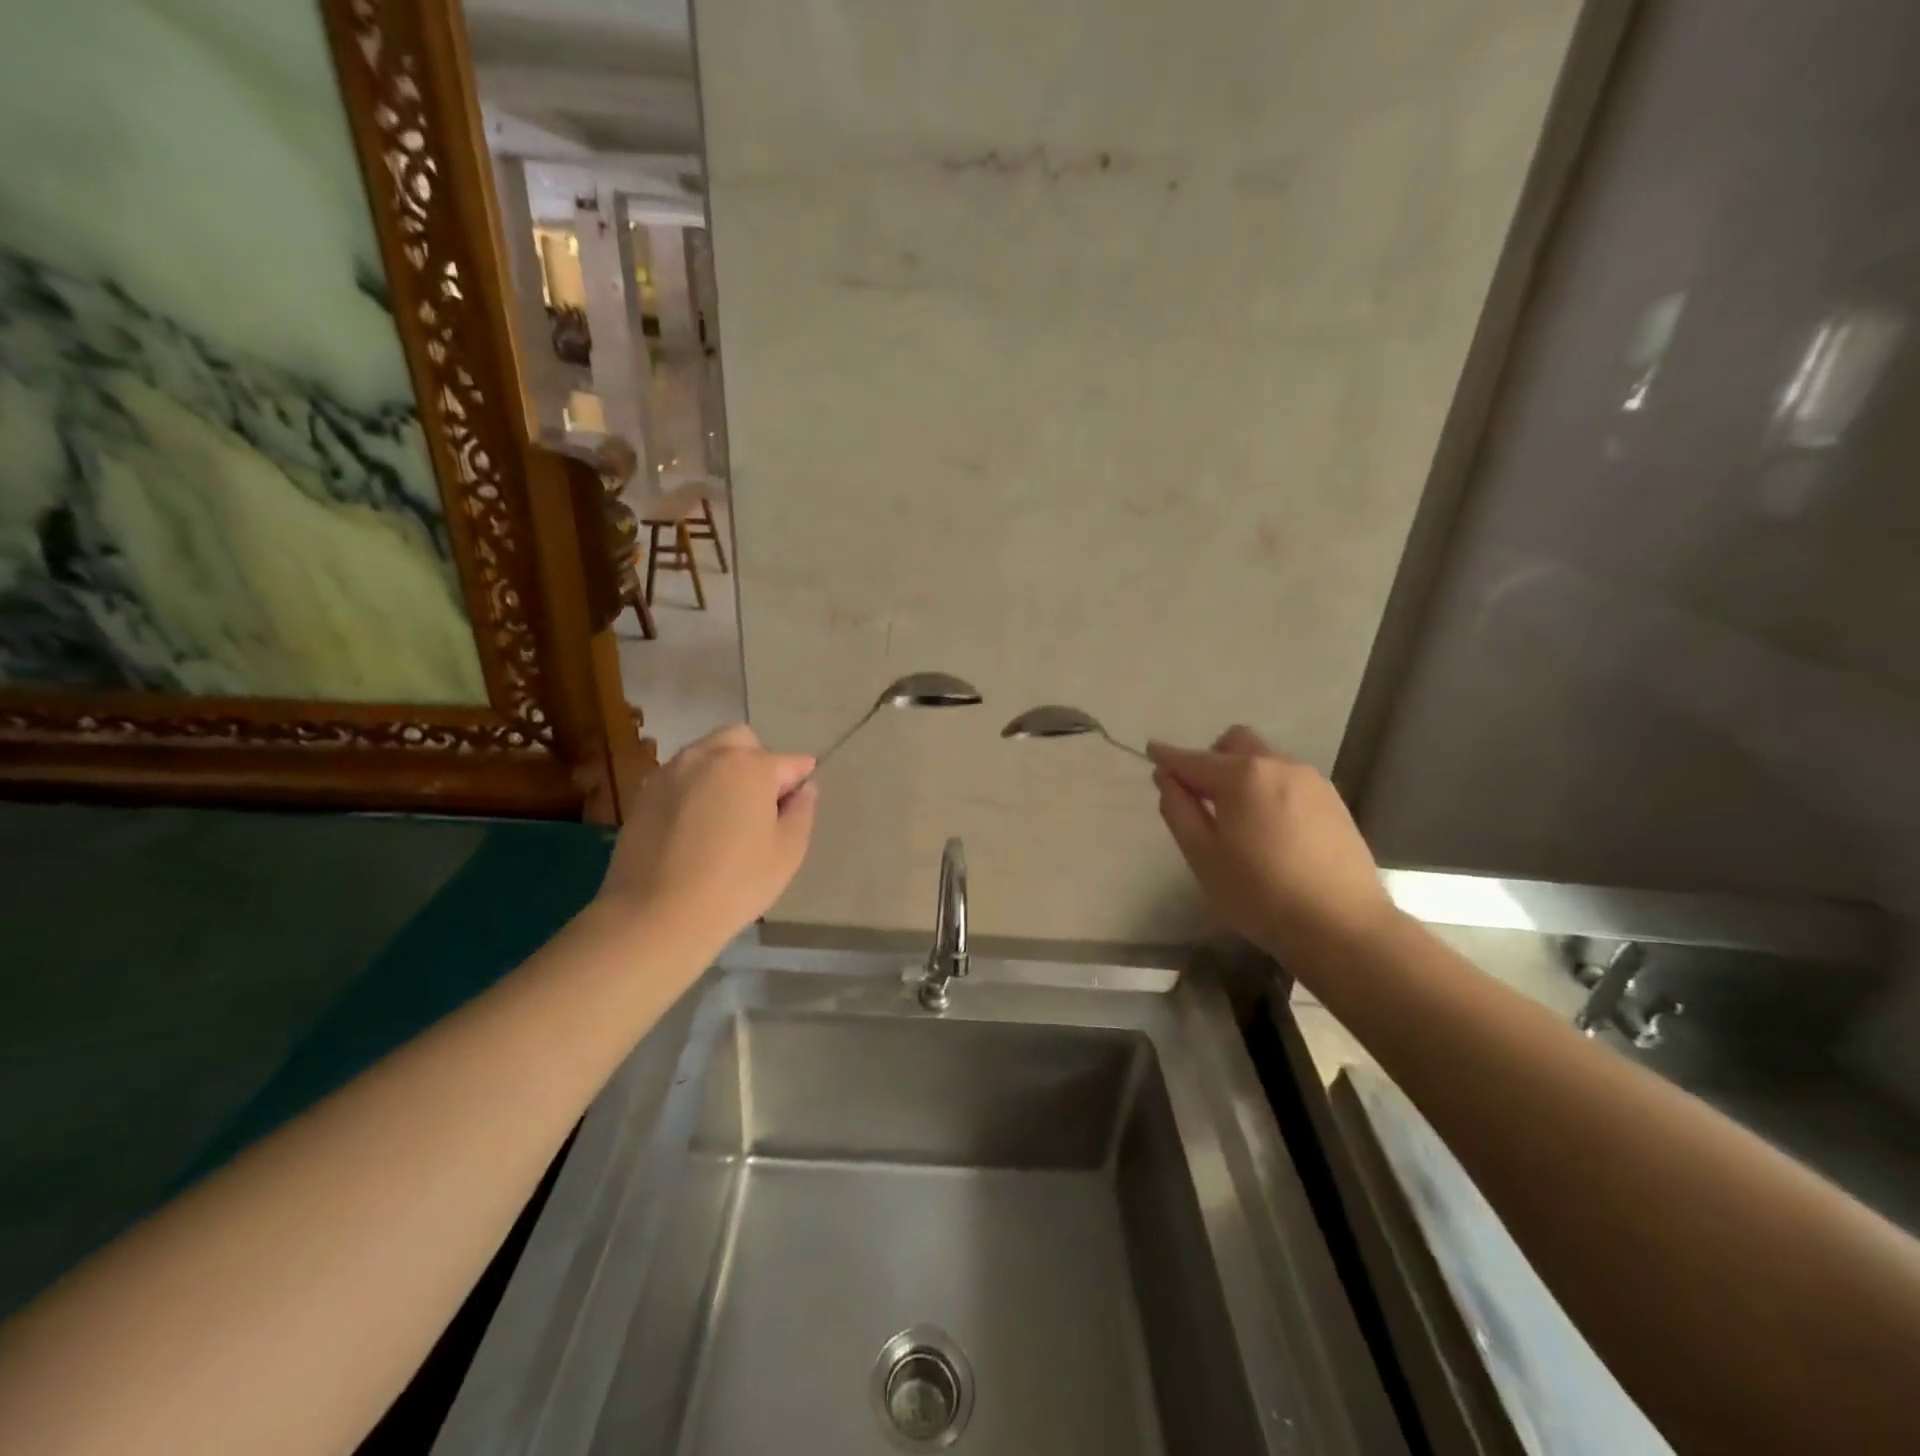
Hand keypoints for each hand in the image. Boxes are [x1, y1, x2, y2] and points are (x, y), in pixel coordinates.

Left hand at [598, 724, 817, 945]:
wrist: (656, 914)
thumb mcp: (787, 852)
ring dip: (723, 771)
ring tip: (725, 815)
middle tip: (760, 803)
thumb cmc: (736, 883)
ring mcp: (671, 772)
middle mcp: (708, 756)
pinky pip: (680, 777)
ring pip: (706, 754)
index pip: (789, 761)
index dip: (799, 780)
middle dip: (757, 760)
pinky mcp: (644, 794)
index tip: (797, 803)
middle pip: (742, 741)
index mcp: (750, 766)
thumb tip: (804, 788)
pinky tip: (695, 826)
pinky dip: (694, 788)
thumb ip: (802, 811)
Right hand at [1148, 726, 1395, 963]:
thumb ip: (1179, 810)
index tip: (1151, 751)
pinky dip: (1269, 790)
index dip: (1168, 756)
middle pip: (1236, 743)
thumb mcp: (1203, 856)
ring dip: (1243, 774)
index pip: (1193, 759)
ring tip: (1239, 819)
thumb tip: (1167, 778)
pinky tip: (1271, 829)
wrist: (1343, 926)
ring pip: (1265, 760)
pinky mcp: (1333, 801)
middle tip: (1202, 796)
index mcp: (1241, 776)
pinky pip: (1289, 780)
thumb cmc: (1259, 893)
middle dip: (1212, 757)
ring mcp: (1311, 781)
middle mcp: (1278, 765)